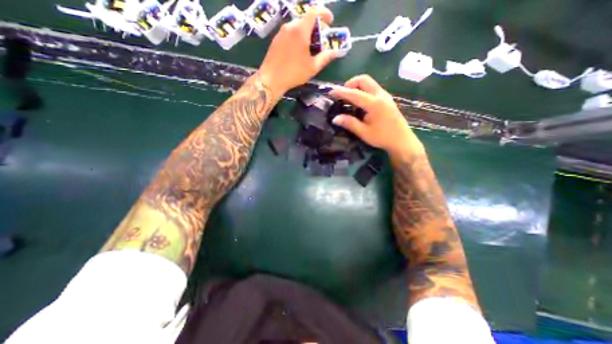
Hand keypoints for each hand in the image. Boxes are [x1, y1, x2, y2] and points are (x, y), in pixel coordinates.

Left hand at [256, 5, 336, 96]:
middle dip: (316, 27)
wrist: (271, 79)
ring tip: (310, 47)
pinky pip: (290, 33)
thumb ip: (325, 58)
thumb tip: (335, 52)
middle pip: (305, 19)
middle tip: (321, 39)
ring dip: (306, 33)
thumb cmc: (294, 73)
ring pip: (297, 26)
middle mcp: (290, 26)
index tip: (330, 21)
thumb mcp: (312, 67)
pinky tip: (299, 51)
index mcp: (300, 30)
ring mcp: (281, 32)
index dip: (324, 13)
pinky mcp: (276, 40)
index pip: (314, 11)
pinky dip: (297, 37)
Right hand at [330, 73, 426, 155]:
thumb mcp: (364, 132)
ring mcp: (385, 96)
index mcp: (374, 103)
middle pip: (364, 80)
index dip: (341, 92)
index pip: (354, 93)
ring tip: (349, 99)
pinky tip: (359, 103)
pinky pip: (373, 88)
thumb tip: (335, 118)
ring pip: (369, 83)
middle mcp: (381, 95)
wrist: (402, 140)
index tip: (331, 92)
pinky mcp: (387, 99)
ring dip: (357, 86)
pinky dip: (363, 90)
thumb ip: (349, 123)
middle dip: (350, 84)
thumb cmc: (382, 137)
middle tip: (342, 95)